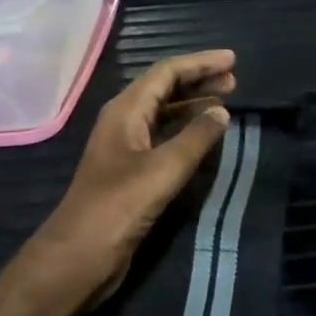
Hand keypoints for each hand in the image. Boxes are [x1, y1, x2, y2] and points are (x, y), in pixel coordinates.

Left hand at [28, 50, 236, 310]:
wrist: (80, 256)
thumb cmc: (119, 207)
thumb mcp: (163, 169)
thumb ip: (196, 138)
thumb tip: (222, 110)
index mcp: (125, 111)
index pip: (165, 73)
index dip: (200, 63)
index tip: (233, 59)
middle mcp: (124, 122)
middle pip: (164, 89)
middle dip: (198, 81)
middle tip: (235, 80)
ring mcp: (126, 148)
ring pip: (164, 114)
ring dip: (193, 105)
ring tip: (226, 104)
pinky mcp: (132, 172)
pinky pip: (164, 138)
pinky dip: (186, 131)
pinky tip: (205, 138)